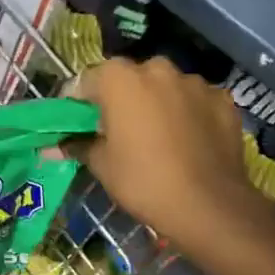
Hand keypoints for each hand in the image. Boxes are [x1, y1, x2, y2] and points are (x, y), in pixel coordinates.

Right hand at [68, 58, 274, 261]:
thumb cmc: (143, 181)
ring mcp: (194, 82)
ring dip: (156, 103)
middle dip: (121, 98)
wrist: (209, 205)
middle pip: (129, 78)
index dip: (79, 102)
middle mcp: (157, 69)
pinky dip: (187, 113)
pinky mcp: (223, 99)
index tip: (77, 124)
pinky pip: (194, 101)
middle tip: (117, 130)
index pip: (86, 80)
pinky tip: (187, 141)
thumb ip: (77, 145)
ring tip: (157, 136)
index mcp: (120, 79)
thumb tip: (51, 147)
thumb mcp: (102, 165)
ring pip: (165, 87)